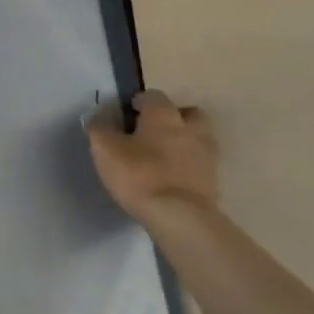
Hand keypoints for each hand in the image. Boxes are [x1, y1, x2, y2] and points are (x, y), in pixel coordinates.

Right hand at [85, 90, 219, 226]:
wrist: (181, 218)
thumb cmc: (140, 175)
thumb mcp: (105, 150)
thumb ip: (99, 128)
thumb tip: (99, 115)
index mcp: (163, 113)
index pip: (152, 96)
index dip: (139, 103)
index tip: (127, 116)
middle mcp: (189, 127)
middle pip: (186, 113)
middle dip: (172, 118)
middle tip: (153, 133)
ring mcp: (206, 154)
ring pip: (198, 137)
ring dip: (185, 141)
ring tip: (166, 157)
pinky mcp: (214, 181)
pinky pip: (201, 164)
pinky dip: (191, 166)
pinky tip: (176, 178)